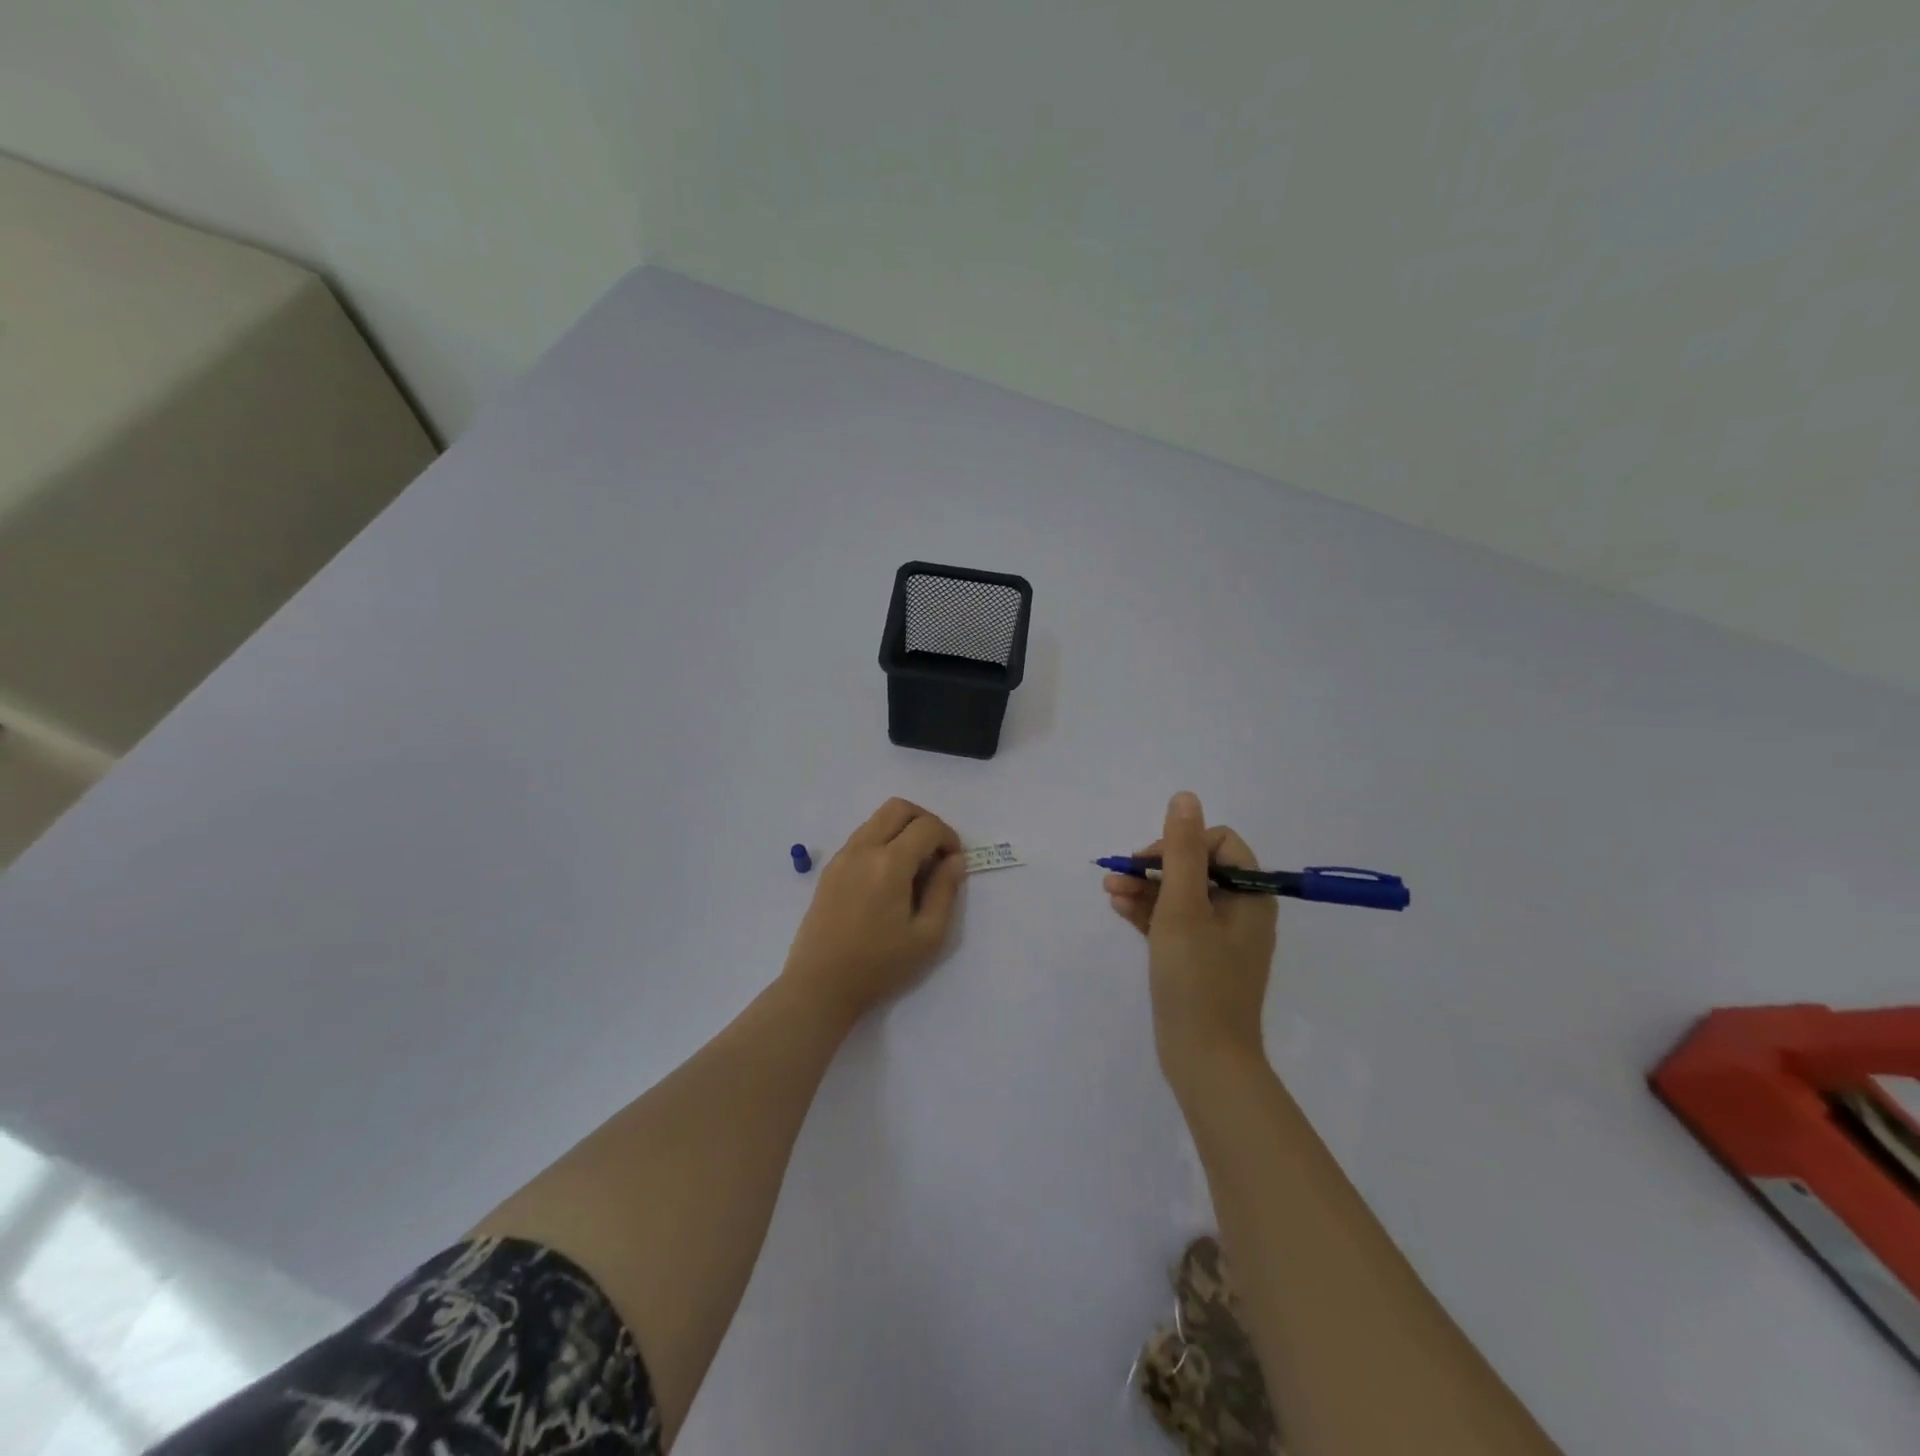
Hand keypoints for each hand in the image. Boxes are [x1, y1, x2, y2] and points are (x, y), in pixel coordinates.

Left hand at [782, 798, 965, 1019]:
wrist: (820, 985)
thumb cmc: (878, 965)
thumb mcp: (927, 936)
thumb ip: (945, 891)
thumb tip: (954, 860)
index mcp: (889, 863)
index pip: (926, 827)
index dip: (949, 837)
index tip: (954, 863)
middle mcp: (863, 849)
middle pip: (899, 808)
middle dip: (925, 821)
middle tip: (936, 853)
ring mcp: (842, 856)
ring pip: (877, 819)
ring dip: (902, 830)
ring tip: (914, 867)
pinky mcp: (830, 869)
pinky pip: (862, 837)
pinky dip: (883, 841)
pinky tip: (889, 877)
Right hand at [1105, 791, 1276, 1085]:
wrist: (1205, 1059)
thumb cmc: (1197, 978)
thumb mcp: (1184, 906)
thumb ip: (1182, 850)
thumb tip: (1185, 797)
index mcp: (1250, 896)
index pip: (1219, 843)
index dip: (1181, 844)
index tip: (1149, 861)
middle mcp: (1240, 911)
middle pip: (1197, 867)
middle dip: (1155, 866)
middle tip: (1119, 875)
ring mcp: (1220, 938)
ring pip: (1181, 895)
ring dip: (1145, 887)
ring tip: (1109, 889)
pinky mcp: (1200, 959)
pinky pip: (1175, 922)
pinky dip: (1149, 912)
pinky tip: (1118, 907)